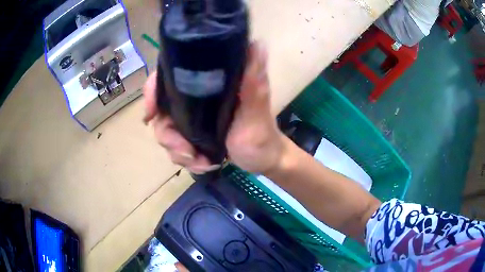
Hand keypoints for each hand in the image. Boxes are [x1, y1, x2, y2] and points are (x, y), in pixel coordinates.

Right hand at [143, 42, 285, 174]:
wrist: (263, 161)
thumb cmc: (261, 135)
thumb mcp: (257, 110)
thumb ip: (254, 81)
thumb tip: (256, 44)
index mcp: (208, 86)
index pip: (170, 78)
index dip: (153, 92)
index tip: (150, 115)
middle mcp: (196, 100)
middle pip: (162, 111)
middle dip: (170, 137)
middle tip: (188, 152)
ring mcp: (192, 120)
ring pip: (166, 133)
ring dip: (179, 153)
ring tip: (201, 161)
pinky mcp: (193, 137)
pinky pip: (175, 149)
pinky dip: (186, 160)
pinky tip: (203, 164)